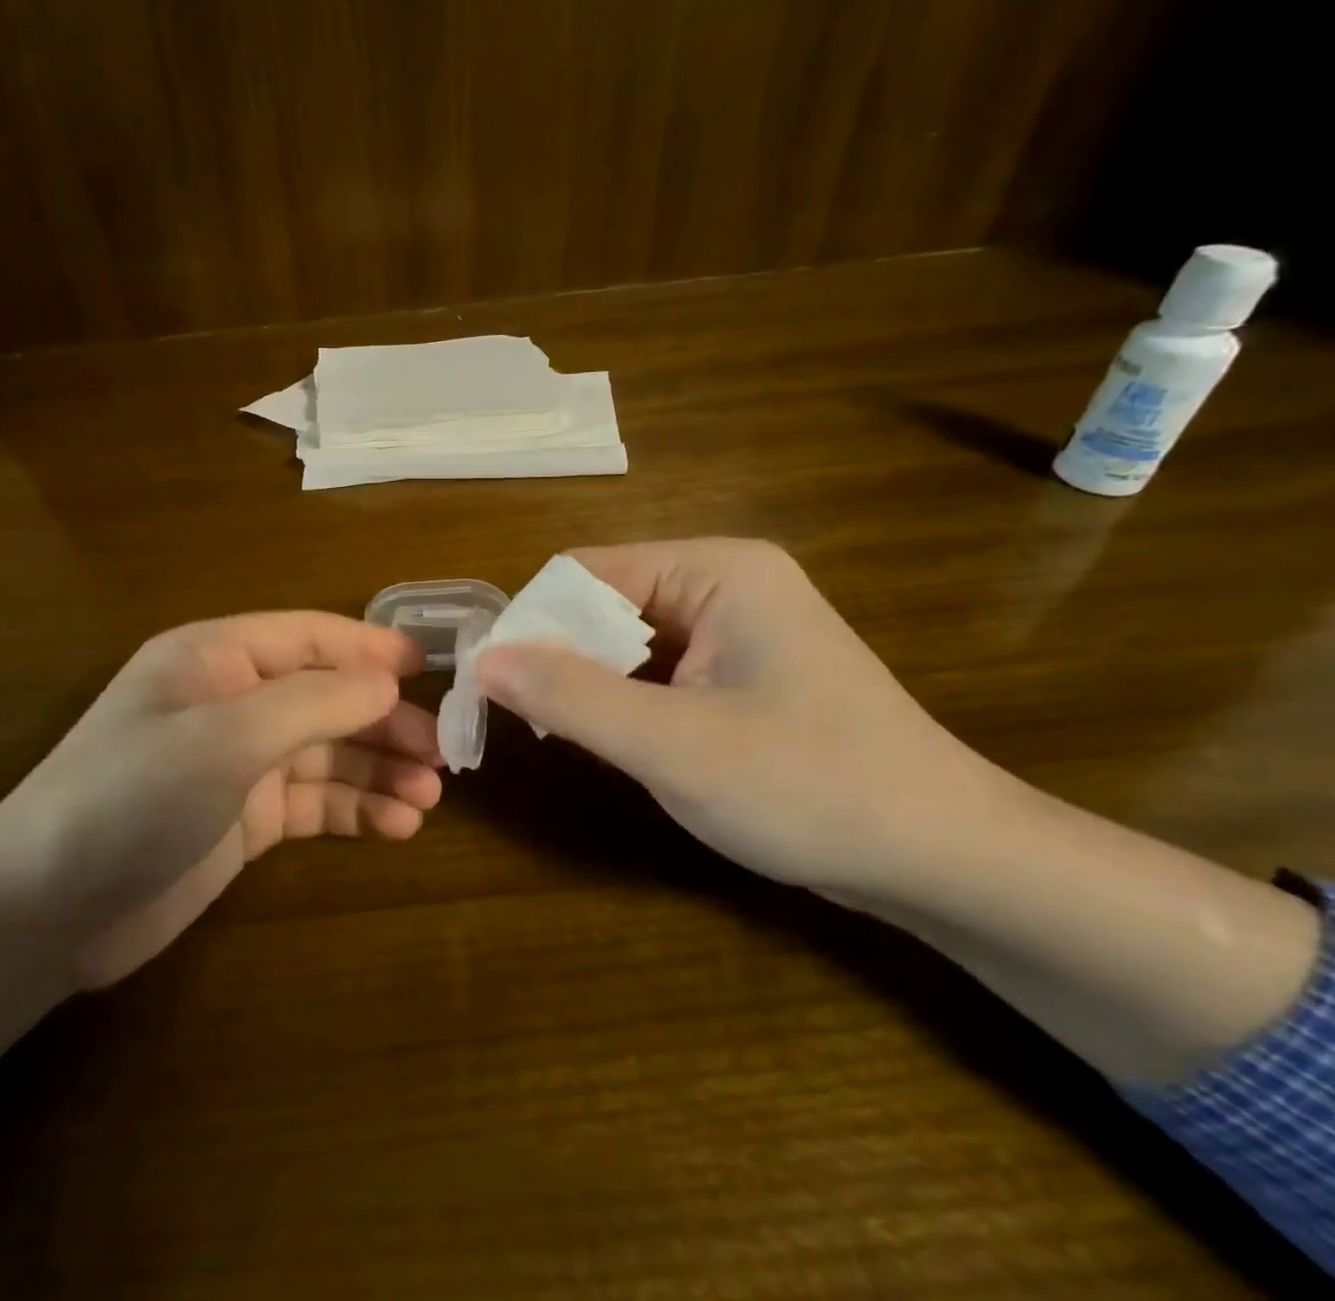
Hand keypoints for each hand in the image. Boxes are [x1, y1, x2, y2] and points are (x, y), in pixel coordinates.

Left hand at [0, 612, 442, 988]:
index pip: (311, 637)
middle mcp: (231, 700)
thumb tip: (388, 682)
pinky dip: (354, 809)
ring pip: (326, 752)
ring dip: (378, 769)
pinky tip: (395, 825)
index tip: (433, 669)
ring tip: (429, 797)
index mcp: (217, 657)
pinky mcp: (243, 817)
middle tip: (444, 753)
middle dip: (384, 721)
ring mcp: (237, 761)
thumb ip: (314, 702)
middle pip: (326, 697)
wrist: (45, 912)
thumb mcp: (225, 738)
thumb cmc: (131, 798)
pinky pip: (313, 801)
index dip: (372, 649)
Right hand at [476, 539, 991, 900]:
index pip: (585, 572)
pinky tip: (616, 739)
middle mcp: (726, 582)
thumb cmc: (810, 789)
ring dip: (590, 681)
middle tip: (528, 720)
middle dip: (561, 656)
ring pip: (627, 638)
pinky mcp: (742, 670)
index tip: (496, 684)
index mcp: (716, 570)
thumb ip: (570, 697)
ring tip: (566, 734)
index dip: (534, 623)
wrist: (947, 860)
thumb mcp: (672, 744)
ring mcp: (738, 626)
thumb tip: (483, 660)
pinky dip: (624, 698)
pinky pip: (658, 667)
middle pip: (604, 601)